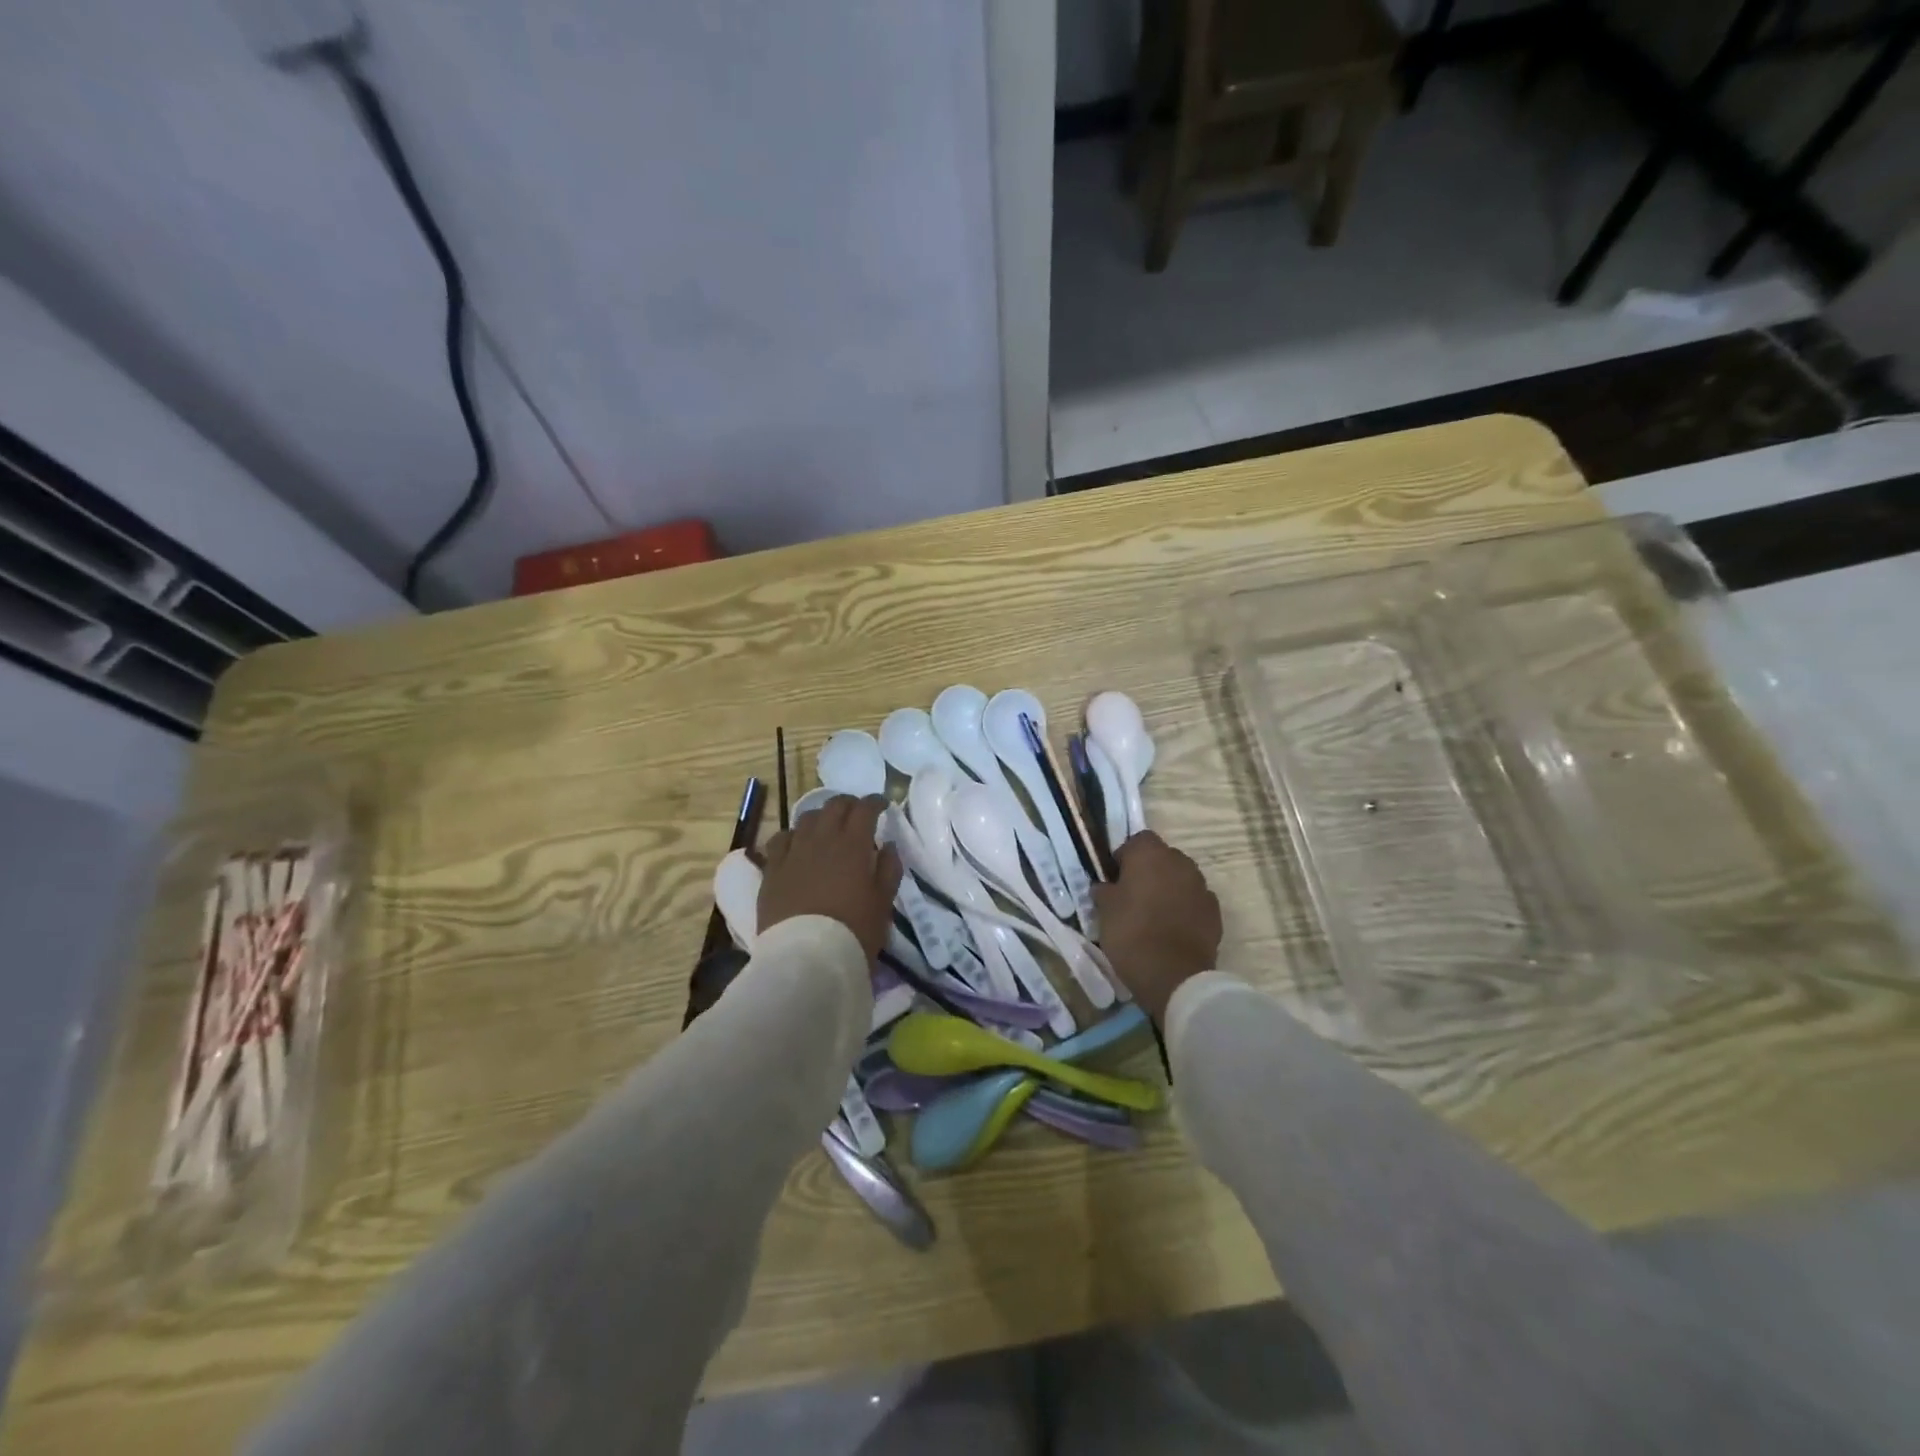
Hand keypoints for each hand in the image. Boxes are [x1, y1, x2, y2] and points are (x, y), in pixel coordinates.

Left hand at [758, 795, 902, 962]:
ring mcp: (793, 851)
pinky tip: (796, 845)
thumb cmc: (854, 930)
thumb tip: (888, 845)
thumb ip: (889, 868)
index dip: (875, 802)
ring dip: (822, 817)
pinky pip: (780, 839)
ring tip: (828, 828)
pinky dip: (793, 836)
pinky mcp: (772, 868)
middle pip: (834, 805)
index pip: (865, 808)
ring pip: (807, 818)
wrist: (806, 957)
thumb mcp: (883, 902)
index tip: (882, 805)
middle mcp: (822, 838)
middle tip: (857, 814)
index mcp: (853, 844)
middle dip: (849, 804)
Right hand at [1091, 831, 1220, 1023]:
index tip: (1115, 878)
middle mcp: (1180, 862)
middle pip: (1162, 857)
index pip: (1138, 840)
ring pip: (1180, 878)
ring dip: (1168, 888)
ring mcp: (1201, 887)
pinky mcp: (1215, 912)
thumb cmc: (1131, 934)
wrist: (1174, 975)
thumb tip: (1105, 886)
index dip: (1125, 856)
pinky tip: (1172, 928)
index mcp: (1150, 855)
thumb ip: (1104, 891)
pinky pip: (1195, 901)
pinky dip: (1185, 908)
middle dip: (1149, 871)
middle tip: (1133, 895)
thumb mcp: (1104, 911)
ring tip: (1153, 914)